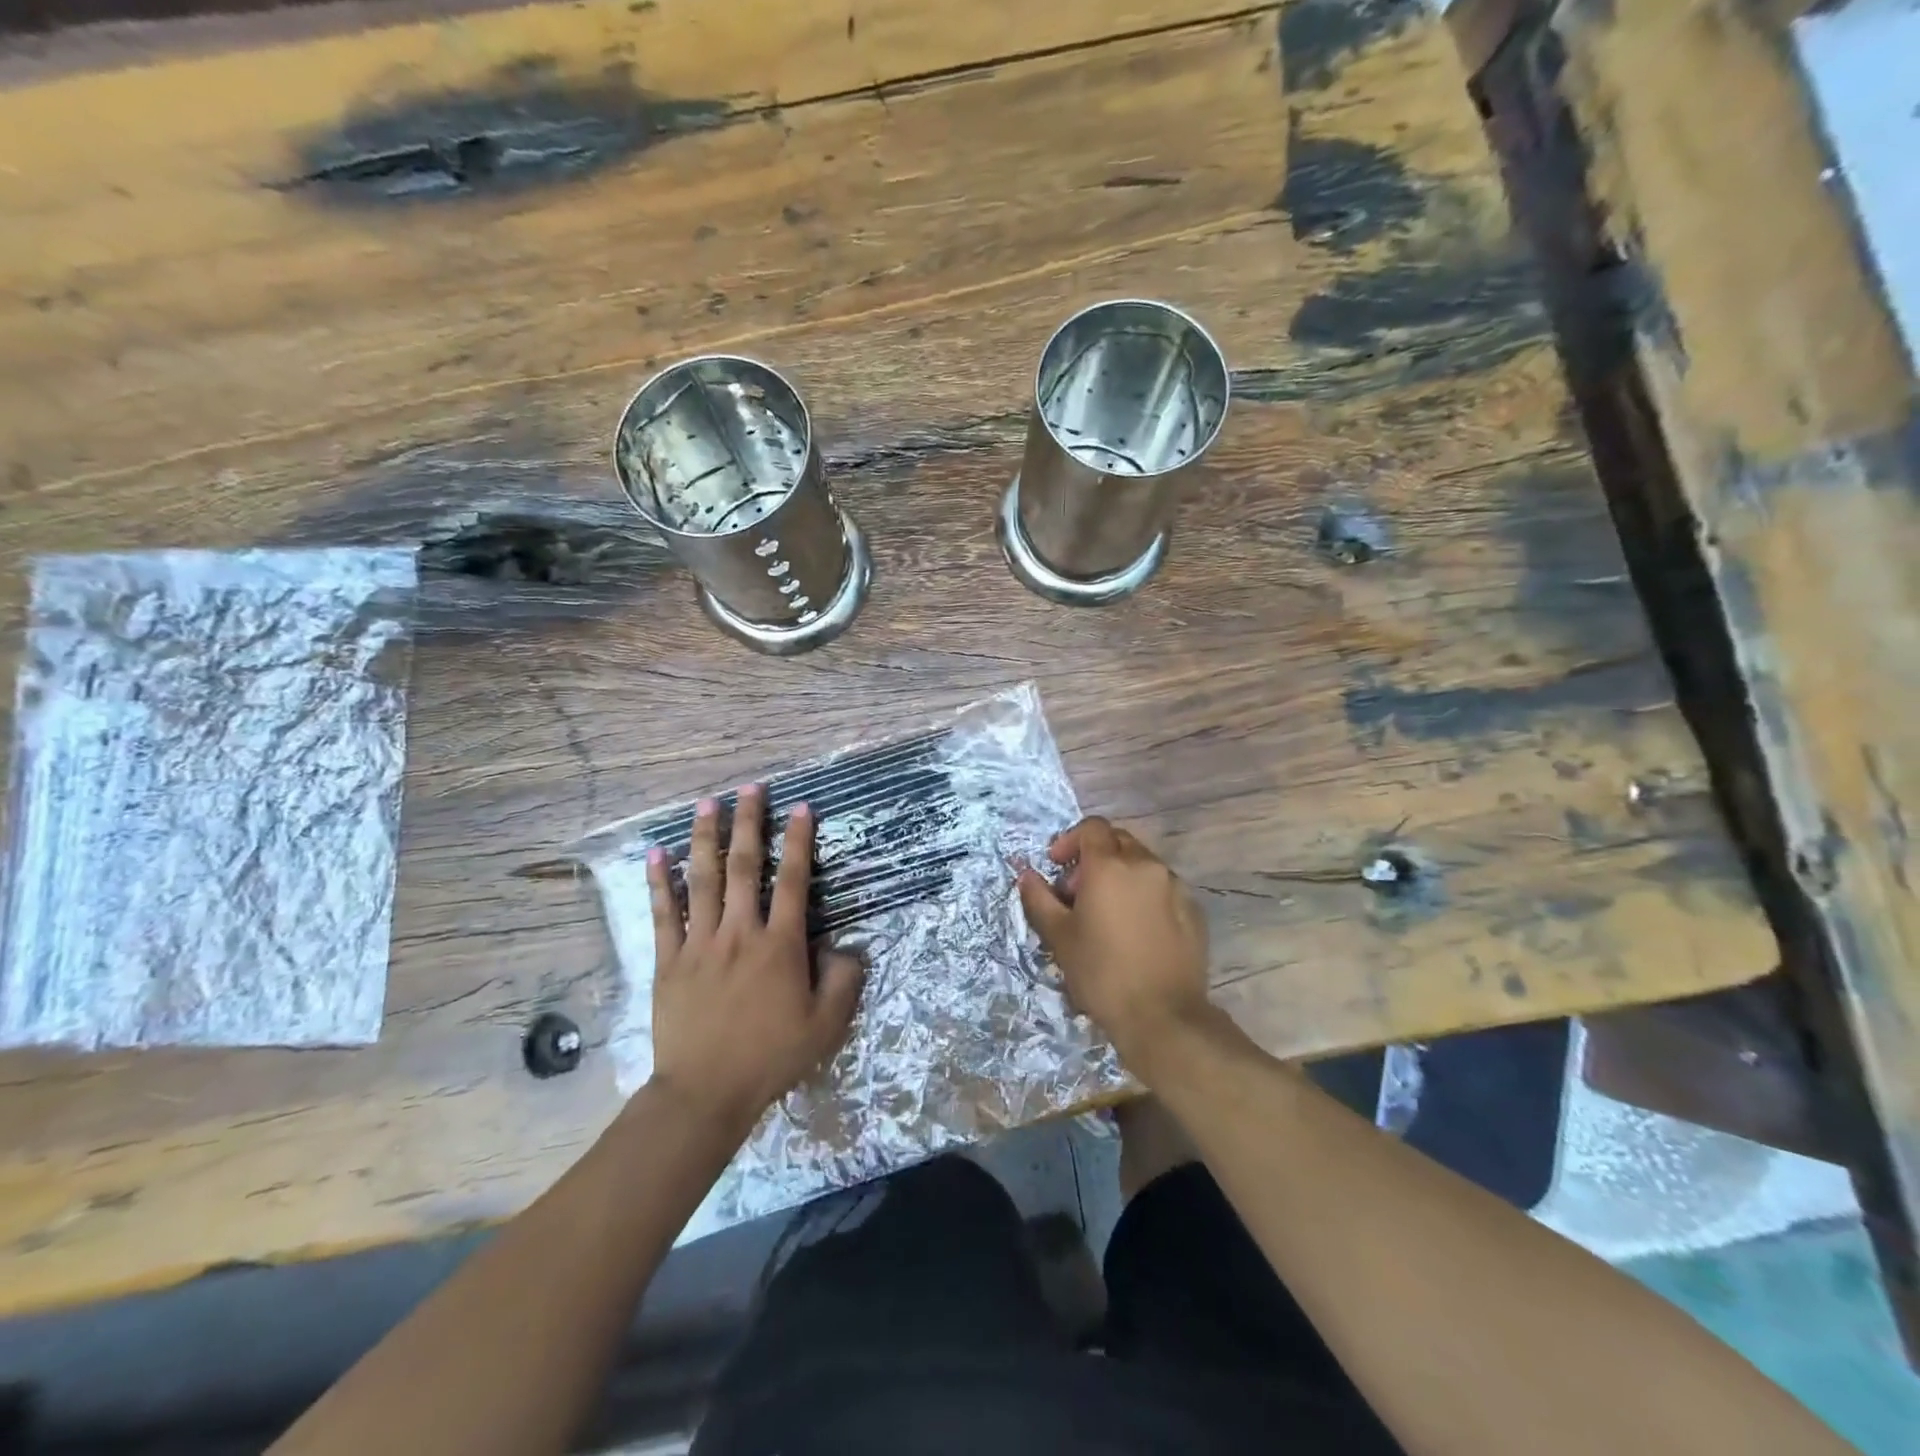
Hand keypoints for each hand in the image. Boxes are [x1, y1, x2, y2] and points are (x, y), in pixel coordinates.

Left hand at [645, 786, 864, 1131]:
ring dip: (705, 838)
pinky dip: (660, 882)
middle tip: (751, 788)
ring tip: (707, 804)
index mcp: (780, 945)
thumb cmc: (770, 1056)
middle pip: (745, 867)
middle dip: (749, 823)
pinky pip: (663, 914)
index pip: (794, 880)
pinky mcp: (668, 960)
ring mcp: (700, 943)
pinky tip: (656, 854)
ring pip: (703, 880)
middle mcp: (740, 932)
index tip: (801, 807)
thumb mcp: (826, 1025)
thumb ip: (844, 981)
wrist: (705, 1092)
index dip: (799, 840)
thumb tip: (847, 947)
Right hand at [1016, 816, 1214, 1082]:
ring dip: (1121, 876)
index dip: (1070, 840)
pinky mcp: (1194, 910)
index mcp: (1110, 866)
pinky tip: (1136, 930)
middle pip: (1118, 841)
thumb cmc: (1101, 973)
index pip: (1092, 828)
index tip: (1058, 867)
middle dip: (1095, 857)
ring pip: (1142, 864)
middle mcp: (1146, 865)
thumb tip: (1027, 875)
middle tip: (1079, 892)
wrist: (1163, 1016)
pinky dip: (1145, 895)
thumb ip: (1039, 898)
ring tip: (1108, 914)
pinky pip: (1164, 888)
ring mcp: (1175, 887)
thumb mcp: (1059, 936)